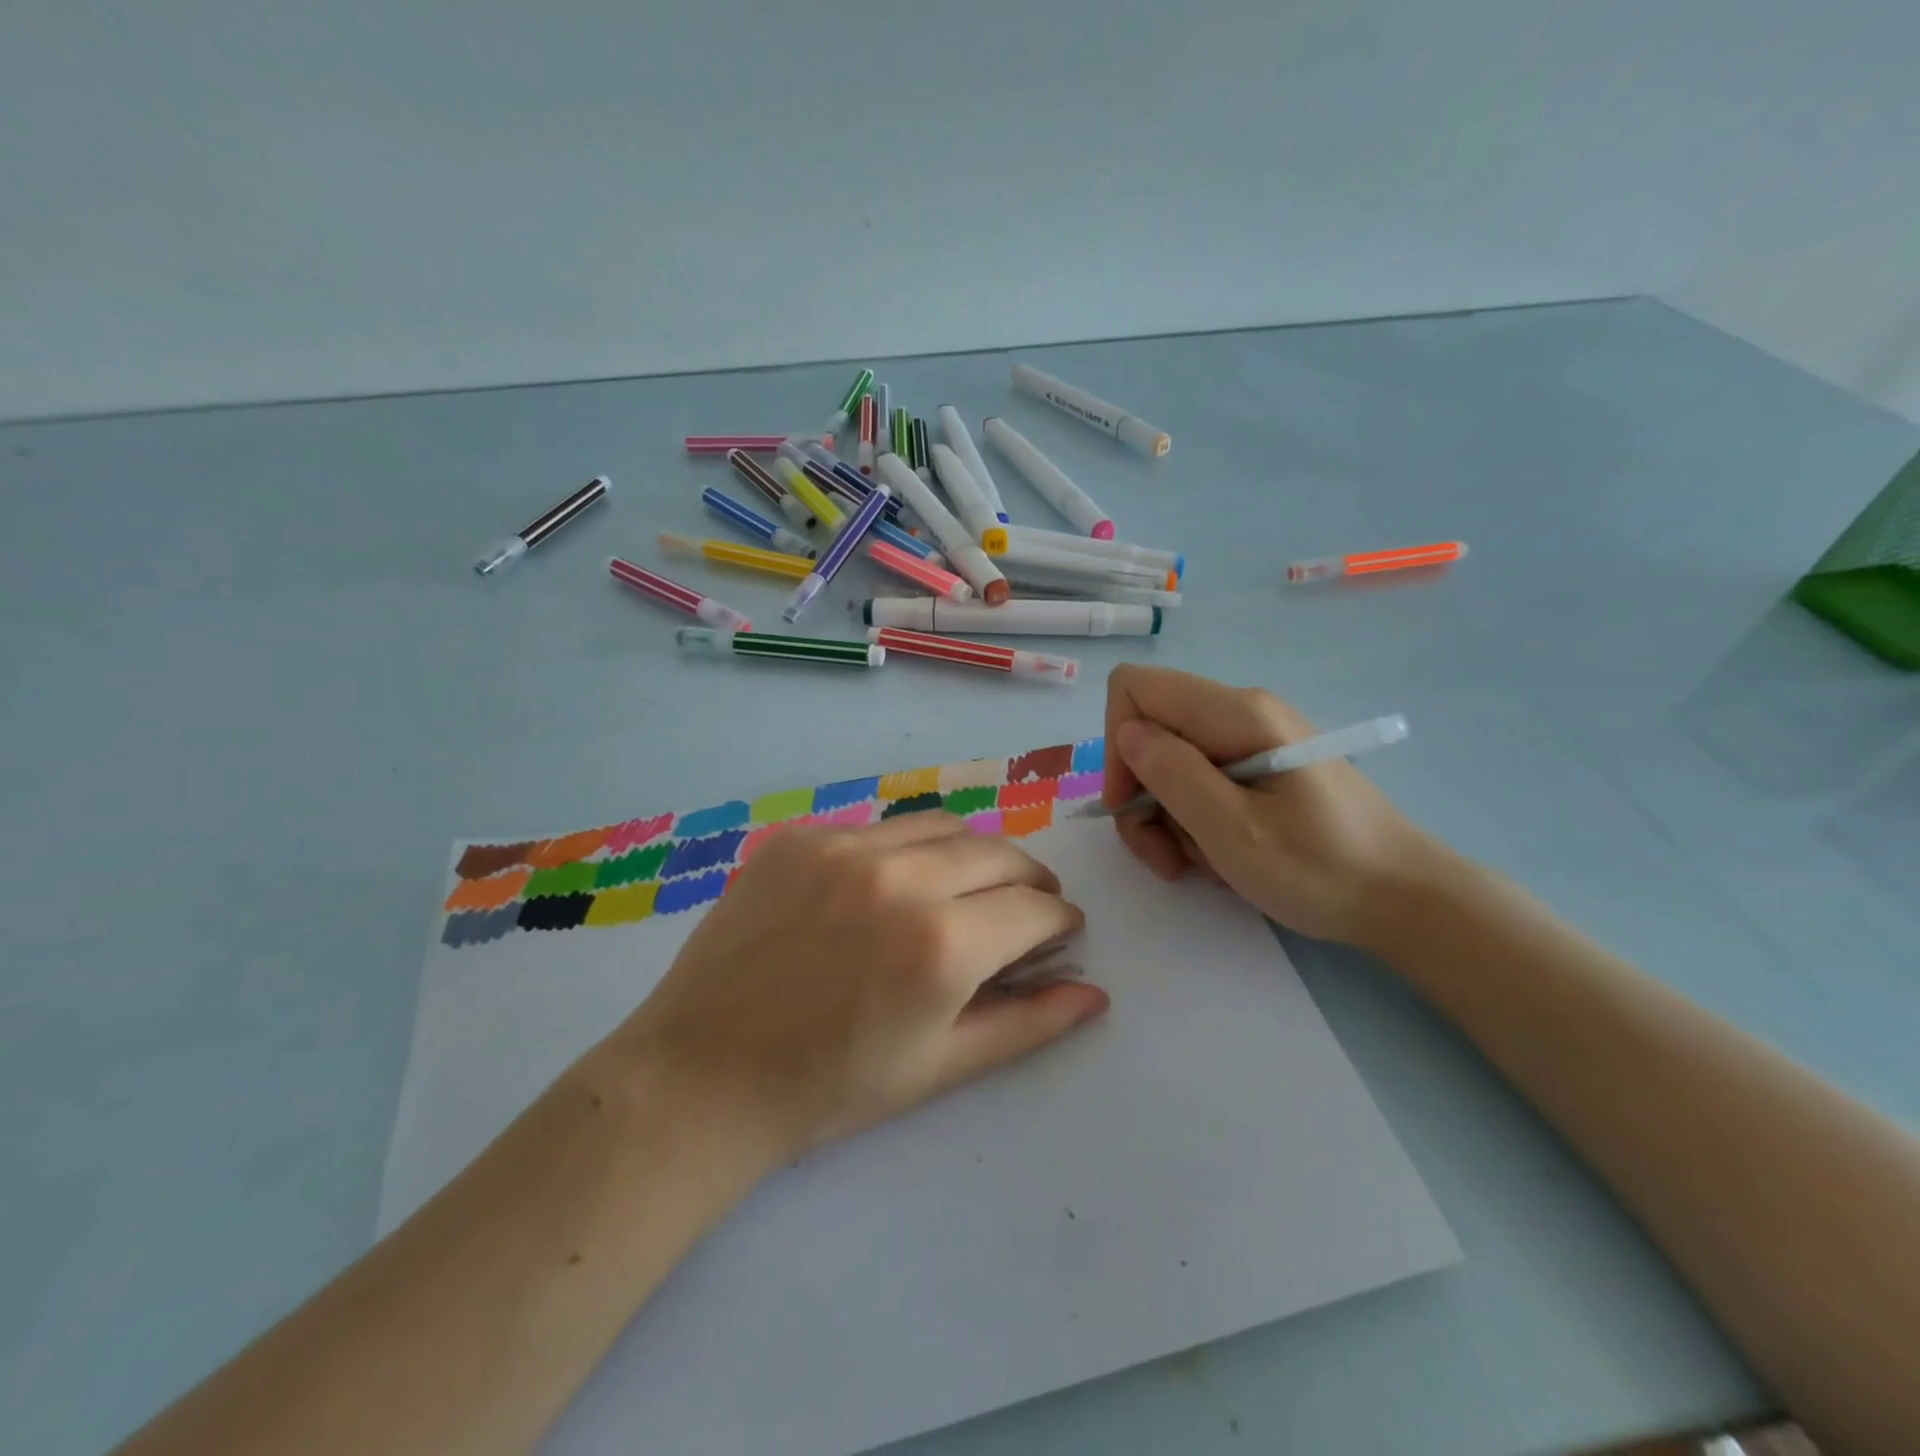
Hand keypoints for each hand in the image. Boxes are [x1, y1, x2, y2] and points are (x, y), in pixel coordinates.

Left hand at [610, 811, 1109, 1171]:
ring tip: (966, 890)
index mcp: (941, 943)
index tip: (1061, 933)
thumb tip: (1095, 994)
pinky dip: (906, 853)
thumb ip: (1028, 1024)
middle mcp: (899, 877)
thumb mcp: (940, 1066)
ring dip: (972, 855)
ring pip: (942, 827)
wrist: (702, 1075)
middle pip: (998, 852)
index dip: (1059, 920)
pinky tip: (888, 890)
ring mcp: (843, 847)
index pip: (1034, 906)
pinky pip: (878, 829)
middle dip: (1028, 880)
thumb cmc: (829, 1088)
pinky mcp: (800, 837)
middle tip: (1025, 909)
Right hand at [1102, 665, 1430, 947]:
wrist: (1406, 898)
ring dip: (1167, 815)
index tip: (1131, 805)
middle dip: (1141, 793)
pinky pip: (1201, 778)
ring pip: (1170, 760)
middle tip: (1165, 855)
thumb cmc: (1322, 869)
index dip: (1116, 744)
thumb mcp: (1235, 832)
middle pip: (1149, 729)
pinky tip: (1221, 852)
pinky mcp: (1261, 763)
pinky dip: (1194, 817)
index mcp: (1237, 714)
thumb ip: (1174, 775)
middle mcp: (1241, 710)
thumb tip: (1127, 733)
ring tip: (1201, 862)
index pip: (1135, 689)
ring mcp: (1253, 736)